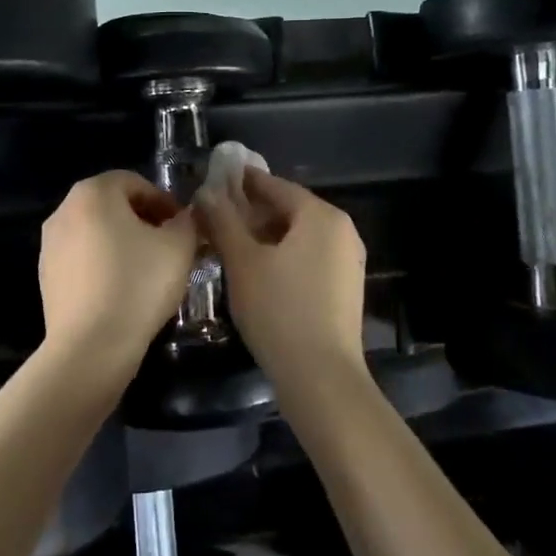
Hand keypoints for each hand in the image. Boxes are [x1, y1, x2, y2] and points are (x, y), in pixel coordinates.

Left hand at [39, 171, 199, 375]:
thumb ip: (186, 222)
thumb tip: (182, 218)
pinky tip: (124, 290)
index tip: (183, 226)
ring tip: (149, 270)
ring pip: (96, 232)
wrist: (91, 347)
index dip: (163, 201)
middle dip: (144, 220)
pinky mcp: (46, 277)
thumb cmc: (138, 285)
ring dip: (124, 242)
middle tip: (170, 246)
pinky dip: (104, 264)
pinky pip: (82, 259)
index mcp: (93, 193)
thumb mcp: (179, 247)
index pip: (134, 182)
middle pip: (112, 205)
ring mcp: (49, 245)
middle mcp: (64, 211)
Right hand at [194, 168, 367, 389]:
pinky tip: (259, 272)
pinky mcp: (346, 287)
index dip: (244, 182)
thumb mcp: (242, 262)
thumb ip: (223, 221)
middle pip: (291, 209)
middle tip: (218, 217)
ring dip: (267, 235)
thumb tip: (206, 192)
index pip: (276, 186)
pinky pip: (310, 257)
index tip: (217, 180)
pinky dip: (284, 255)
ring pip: (300, 235)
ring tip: (232, 245)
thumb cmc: (278, 310)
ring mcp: (348, 260)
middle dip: (253, 211)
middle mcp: (342, 230)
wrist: (321, 376)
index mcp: (321, 215)